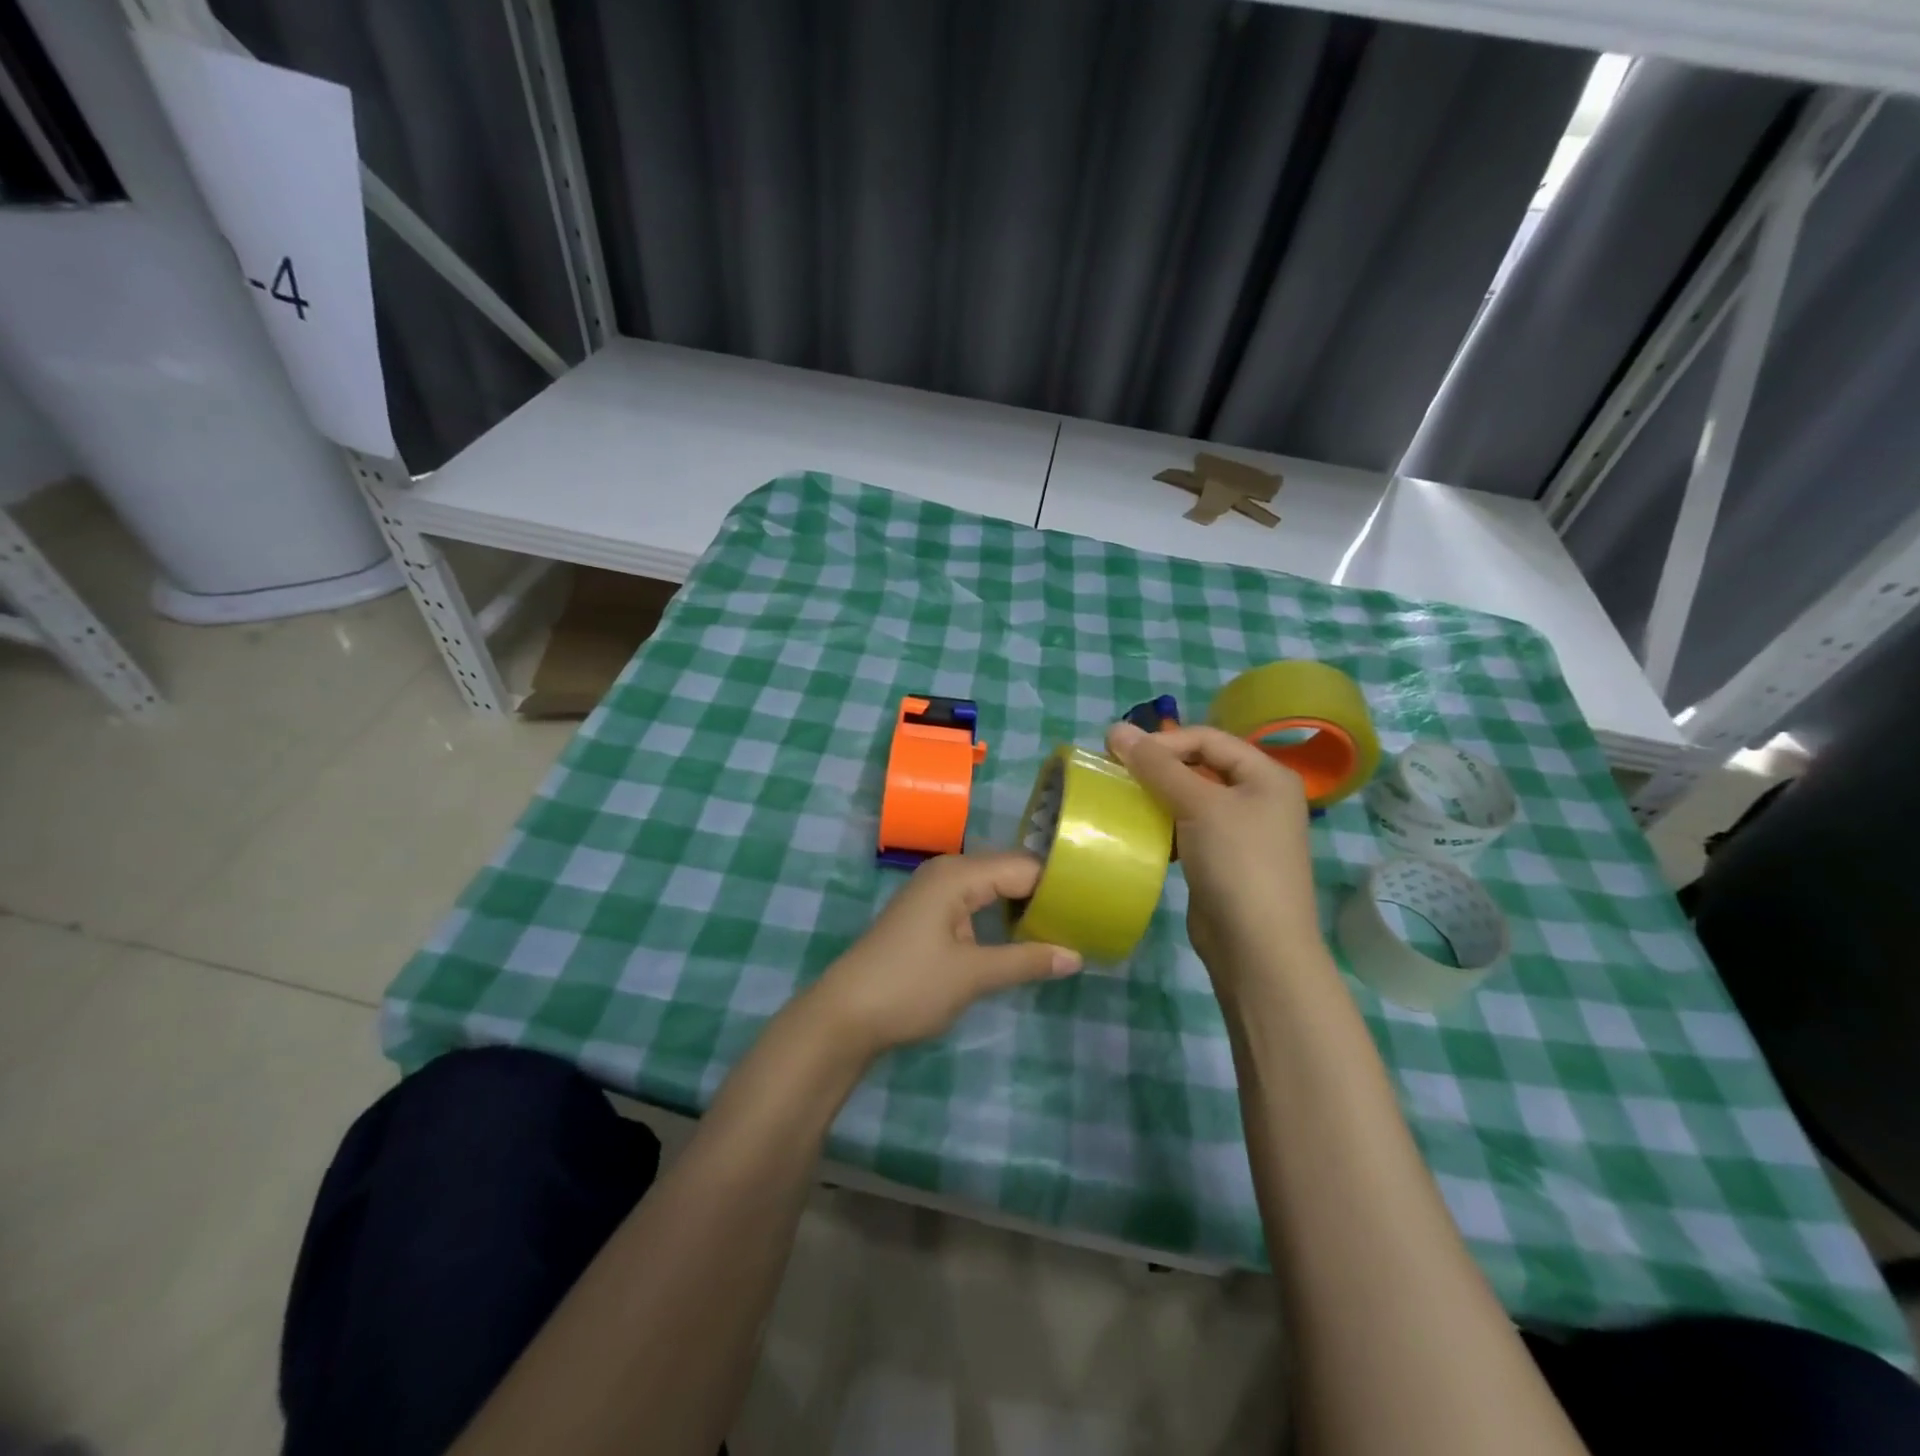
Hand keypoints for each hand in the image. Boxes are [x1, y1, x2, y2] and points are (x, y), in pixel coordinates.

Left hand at [810, 852, 1082, 1056]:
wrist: (844, 1015)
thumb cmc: (909, 987)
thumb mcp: (973, 975)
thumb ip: (1026, 961)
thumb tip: (1077, 956)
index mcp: (958, 874)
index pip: (1023, 867)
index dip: (1058, 885)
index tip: (1095, 904)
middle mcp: (947, 872)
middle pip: (1009, 871)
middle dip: (1044, 894)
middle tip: (1086, 918)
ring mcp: (936, 891)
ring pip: (993, 887)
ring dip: (1024, 906)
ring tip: (1065, 927)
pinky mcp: (930, 912)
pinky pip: (977, 901)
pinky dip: (1001, 915)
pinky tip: (1024, 935)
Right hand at [1106, 722, 1319, 969]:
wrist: (1258, 948)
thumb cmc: (1237, 863)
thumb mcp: (1199, 805)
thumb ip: (1157, 766)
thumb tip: (1116, 729)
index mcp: (1267, 774)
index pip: (1207, 738)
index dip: (1163, 741)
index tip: (1117, 753)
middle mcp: (1259, 796)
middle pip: (1200, 765)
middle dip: (1157, 767)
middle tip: (1114, 773)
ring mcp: (1243, 830)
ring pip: (1191, 797)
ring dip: (1157, 796)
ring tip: (1121, 800)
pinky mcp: (1224, 859)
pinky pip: (1189, 827)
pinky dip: (1164, 824)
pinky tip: (1140, 832)